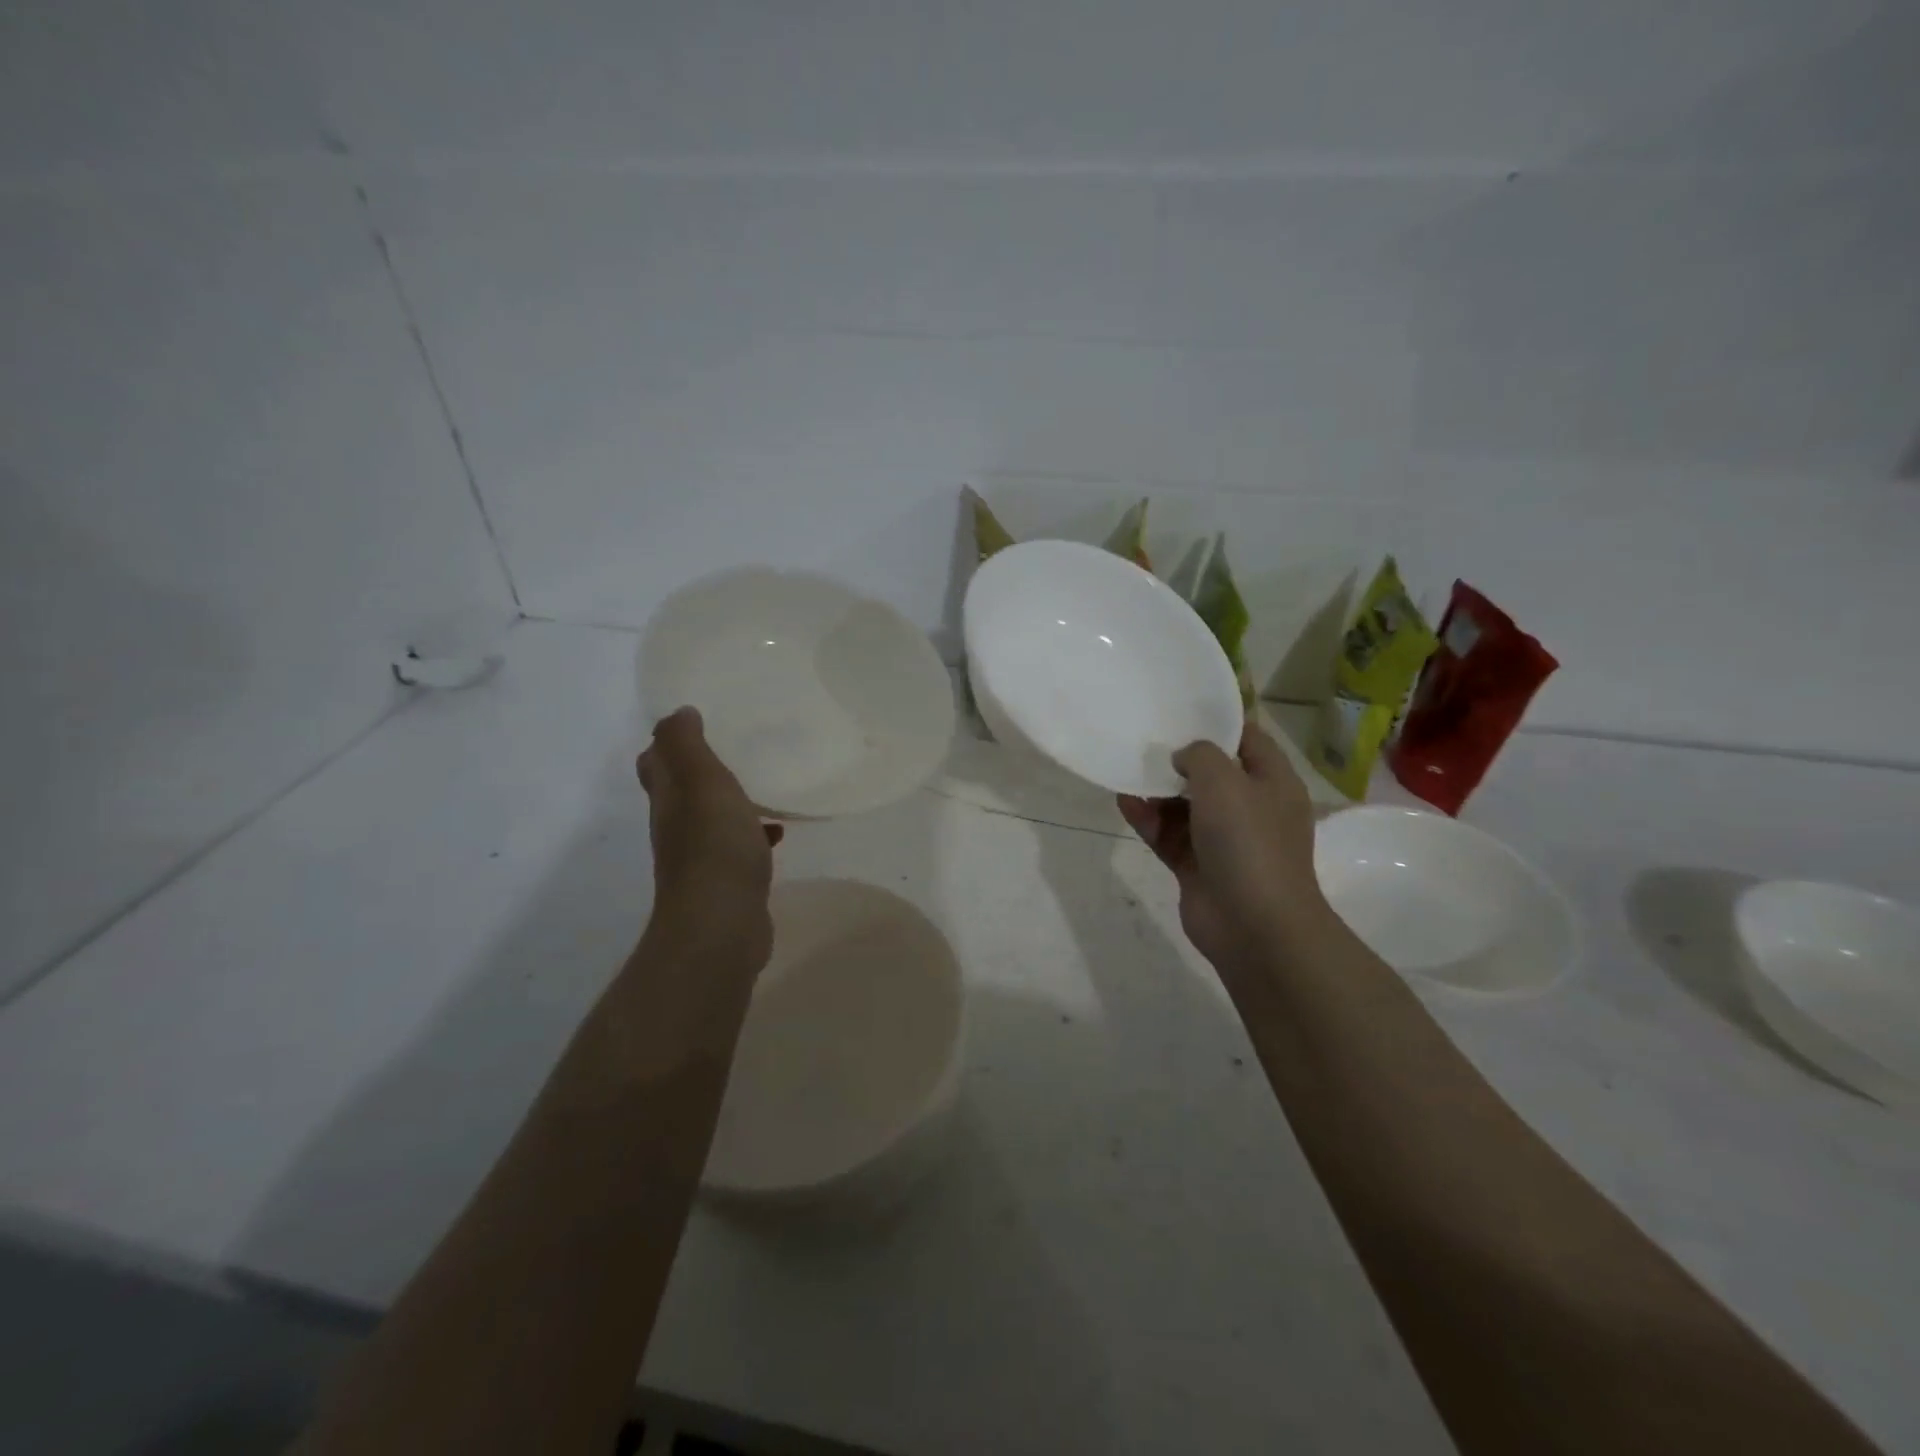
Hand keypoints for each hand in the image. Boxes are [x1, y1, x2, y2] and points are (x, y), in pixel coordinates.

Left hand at [637, 708, 782, 967]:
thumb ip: (687, 745)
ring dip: (731, 803)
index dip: (668, 745)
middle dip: (702, 772)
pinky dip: (753, 835)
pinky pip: (737, 848)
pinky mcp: (726, 884)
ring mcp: (700, 860)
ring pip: (712, 820)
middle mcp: (677, 828)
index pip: (655, 764)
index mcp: (669, 800)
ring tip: (763, 787)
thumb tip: (678, 713)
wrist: (722, 925)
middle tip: (735, 750)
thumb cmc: (714, 846)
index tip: (697, 726)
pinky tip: (778, 833)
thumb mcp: (701, 782)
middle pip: (682, 793)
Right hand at [1118, 721, 1328, 976]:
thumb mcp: (1225, 780)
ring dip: (1157, 789)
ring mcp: (1223, 839)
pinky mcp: (1197, 865)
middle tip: (1143, 737)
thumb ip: (1200, 754)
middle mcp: (1250, 807)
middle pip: (1210, 772)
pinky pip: (1168, 833)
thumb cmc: (1248, 841)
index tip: (1179, 707)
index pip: (1246, 738)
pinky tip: (1123, 801)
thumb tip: (1183, 758)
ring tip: (1125, 769)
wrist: (1254, 925)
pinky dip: (1147, 818)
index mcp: (1272, 781)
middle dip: (1177, 757)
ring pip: (1184, 804)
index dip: (1216, 721)